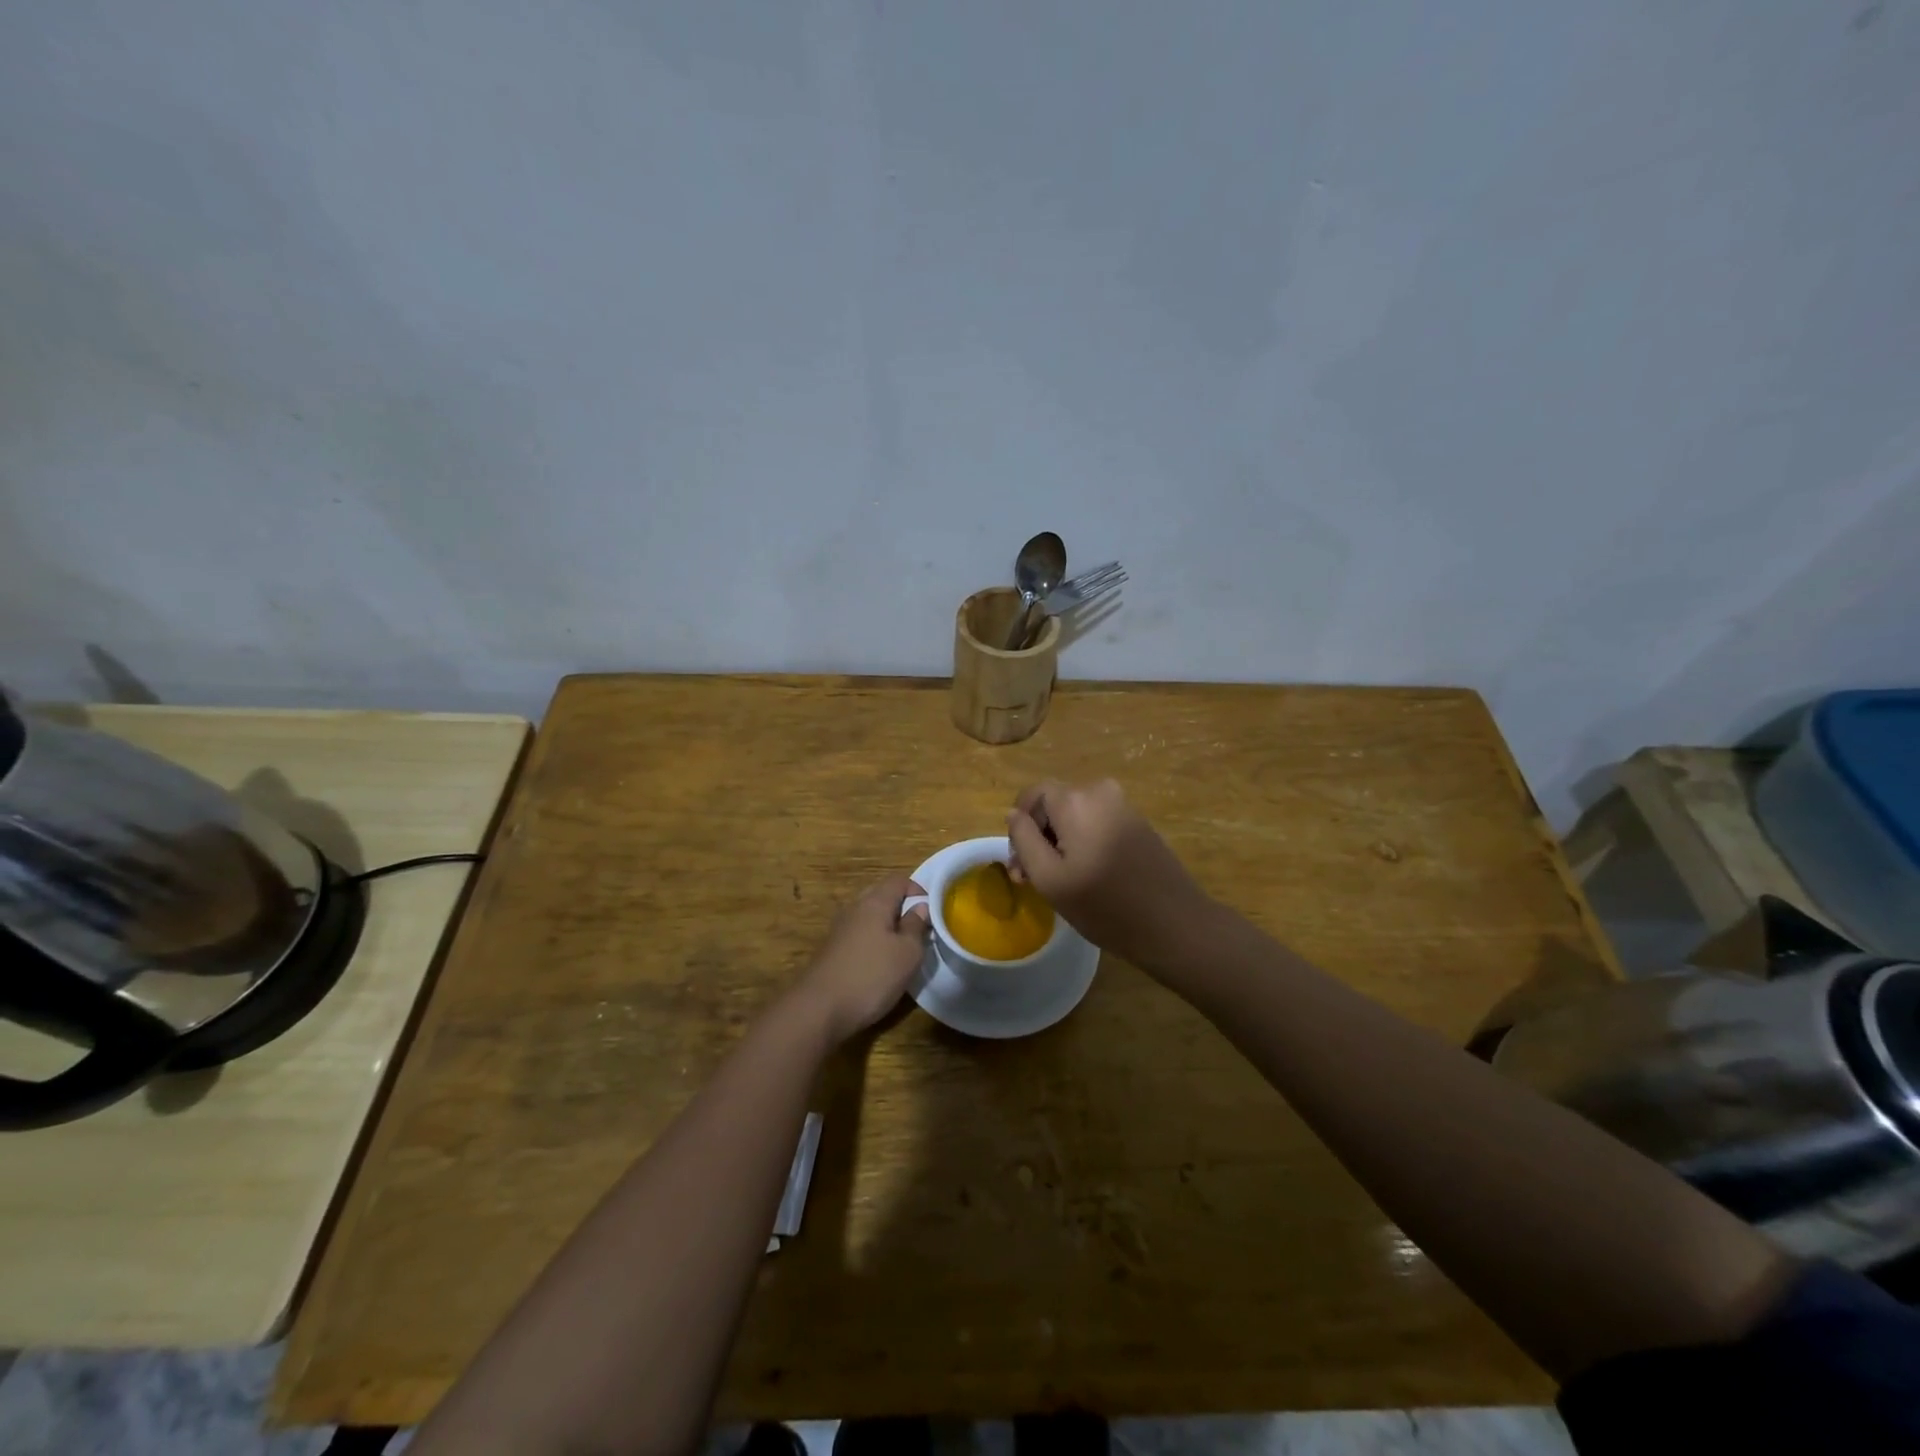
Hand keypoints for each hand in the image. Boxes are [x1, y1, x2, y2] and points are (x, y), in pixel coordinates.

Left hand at [794, 875, 930, 1042]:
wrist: (819, 1009)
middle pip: (882, 895)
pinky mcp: (832, 950)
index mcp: (874, 902)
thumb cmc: (871, 976)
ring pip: (869, 916)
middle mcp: (854, 908)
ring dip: (888, 927)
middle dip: (903, 908)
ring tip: (903, 949)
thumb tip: (920, 908)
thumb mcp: (907, 954)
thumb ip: (916, 927)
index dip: (919, 891)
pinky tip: (880, 964)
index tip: (933, 913)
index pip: (899, 880)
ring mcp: (840, 929)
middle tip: (920, 930)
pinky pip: (859, 934)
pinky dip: (873, 941)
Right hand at [1006, 779, 1210, 970]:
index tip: (1020, 863)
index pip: (1032, 795)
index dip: (1019, 826)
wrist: (1174, 925)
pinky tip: (1087, 876)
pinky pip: (1098, 823)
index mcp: (1075, 799)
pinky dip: (1084, 843)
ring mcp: (1123, 806)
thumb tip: (1014, 815)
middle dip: (1039, 836)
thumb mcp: (1049, 878)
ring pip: (1076, 816)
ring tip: (1059, 882)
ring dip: (1060, 842)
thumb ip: (1024, 840)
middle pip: (1054, 804)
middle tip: (1033, 879)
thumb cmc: (1104, 906)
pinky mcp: (1138, 823)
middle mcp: (1100, 791)